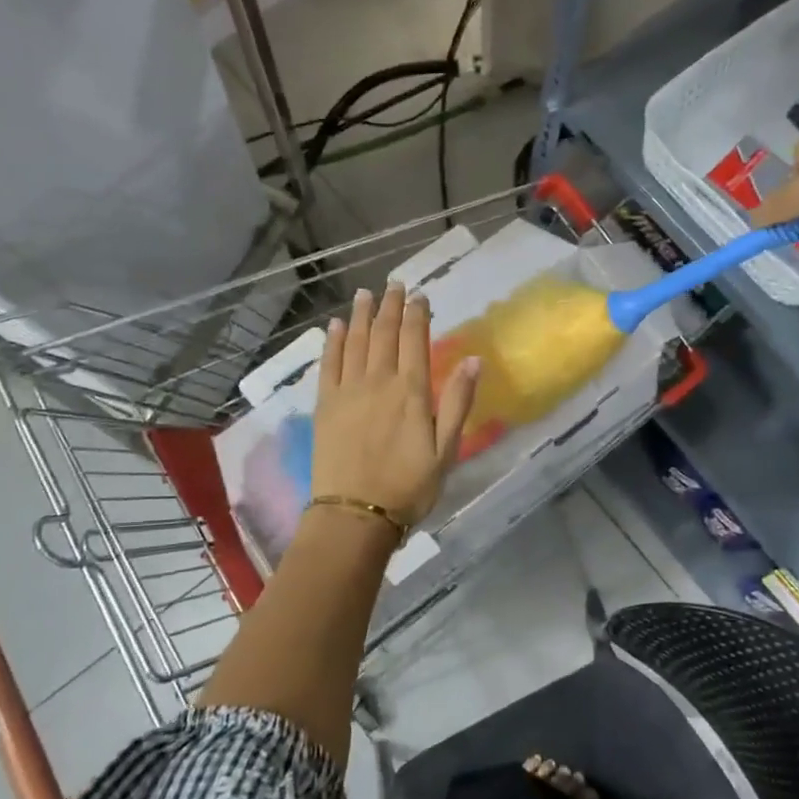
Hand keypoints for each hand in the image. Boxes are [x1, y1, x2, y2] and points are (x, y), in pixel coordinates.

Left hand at [312, 283, 480, 528]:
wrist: (356, 514)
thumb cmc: (409, 486)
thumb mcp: (446, 449)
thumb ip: (458, 402)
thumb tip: (474, 359)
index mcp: (411, 391)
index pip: (415, 340)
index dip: (418, 314)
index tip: (420, 295)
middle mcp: (378, 381)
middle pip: (384, 333)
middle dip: (391, 306)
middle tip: (394, 284)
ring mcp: (347, 390)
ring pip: (356, 341)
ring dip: (362, 315)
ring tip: (366, 293)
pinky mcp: (325, 404)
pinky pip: (329, 364)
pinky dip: (333, 341)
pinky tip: (336, 326)